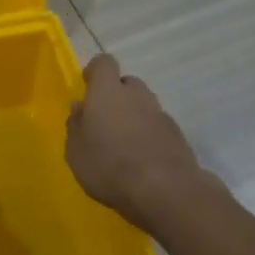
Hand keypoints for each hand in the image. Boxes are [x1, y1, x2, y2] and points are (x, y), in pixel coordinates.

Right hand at [66, 54, 208, 234]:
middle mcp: (137, 95)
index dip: (95, 72)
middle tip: (104, 122)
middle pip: (127, 84)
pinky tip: (142, 161)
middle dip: (116, 96)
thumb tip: (80, 107)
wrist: (165, 191)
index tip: (87, 87)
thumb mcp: (76, 150)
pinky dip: (149, 137)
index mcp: (107, 92)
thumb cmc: (108, 166)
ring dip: (134, 117)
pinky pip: (158, 128)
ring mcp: (161, 115)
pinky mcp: (178, 136)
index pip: (104, 63)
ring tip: (123, 146)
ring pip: (144, 106)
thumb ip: (76, 125)